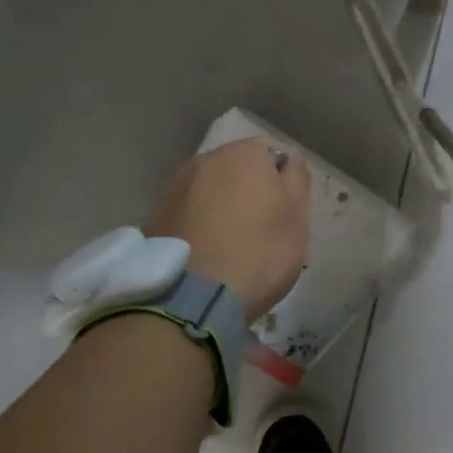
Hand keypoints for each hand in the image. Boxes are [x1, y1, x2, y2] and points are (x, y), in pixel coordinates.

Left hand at [148, 138, 310, 321]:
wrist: (191, 298)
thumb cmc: (258, 253)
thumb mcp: (297, 220)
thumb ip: (297, 180)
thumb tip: (288, 158)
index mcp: (244, 154)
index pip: (271, 155)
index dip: (280, 184)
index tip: (283, 215)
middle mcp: (205, 160)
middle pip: (236, 171)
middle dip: (247, 193)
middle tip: (259, 233)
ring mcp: (175, 186)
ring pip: (209, 191)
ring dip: (220, 209)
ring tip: (229, 247)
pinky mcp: (154, 215)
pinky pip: (187, 213)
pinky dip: (198, 225)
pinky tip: (205, 254)